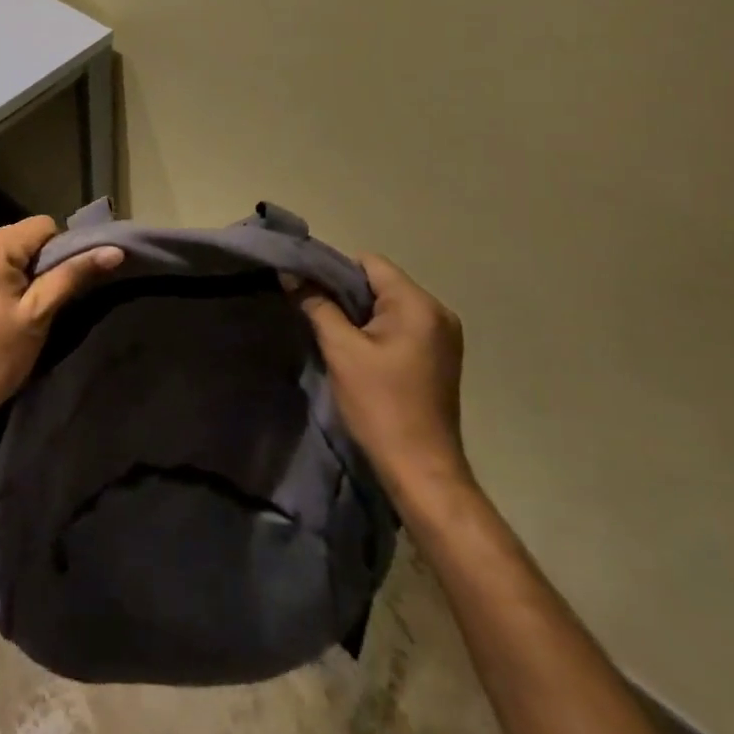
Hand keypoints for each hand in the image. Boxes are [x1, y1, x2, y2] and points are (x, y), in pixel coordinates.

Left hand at [0, 216, 123, 438]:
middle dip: (35, 263)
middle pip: (21, 236)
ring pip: (3, 248)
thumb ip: (74, 274)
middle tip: (35, 304)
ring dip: (16, 270)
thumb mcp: (40, 313)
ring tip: (14, 309)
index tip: (53, 290)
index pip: (42, 226)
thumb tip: (115, 251)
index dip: (58, 254)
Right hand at [289, 253, 469, 505]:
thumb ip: (316, 305)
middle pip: (381, 282)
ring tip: (330, 330)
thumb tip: (290, 274)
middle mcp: (438, 312)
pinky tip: (356, 350)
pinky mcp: (440, 357)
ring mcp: (443, 336)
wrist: (422, 471)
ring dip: (359, 313)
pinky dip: (376, 330)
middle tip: (312, 309)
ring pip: (389, 305)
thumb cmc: (380, 406)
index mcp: (418, 304)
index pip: (369, 262)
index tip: (306, 288)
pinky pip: (401, 326)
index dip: (333, 270)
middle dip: (345, 292)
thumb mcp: (340, 351)